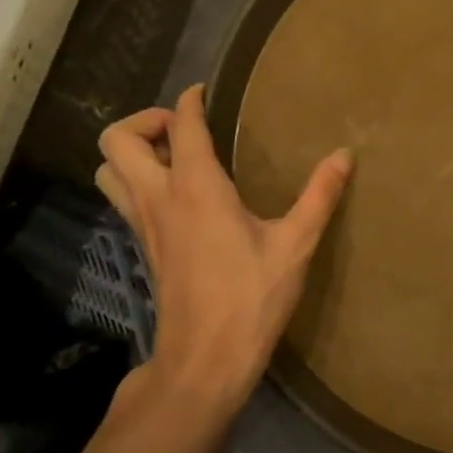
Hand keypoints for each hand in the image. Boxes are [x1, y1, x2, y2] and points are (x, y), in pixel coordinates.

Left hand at [96, 85, 351, 405]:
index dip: (190, 101)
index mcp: (196, 188)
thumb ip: (320, 195)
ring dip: (132, 152)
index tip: (206, 92)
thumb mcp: (296, 244)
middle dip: (146, 121)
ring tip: (176, 156)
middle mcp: (159, 198)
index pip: (180, 126)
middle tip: (186, 129)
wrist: (205, 359)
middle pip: (117, 140)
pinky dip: (137, 179)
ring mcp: (145, 224)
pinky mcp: (145, 246)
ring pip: (108, 170)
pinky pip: (123, 197)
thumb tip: (344, 155)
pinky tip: (180, 195)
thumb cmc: (251, 298)